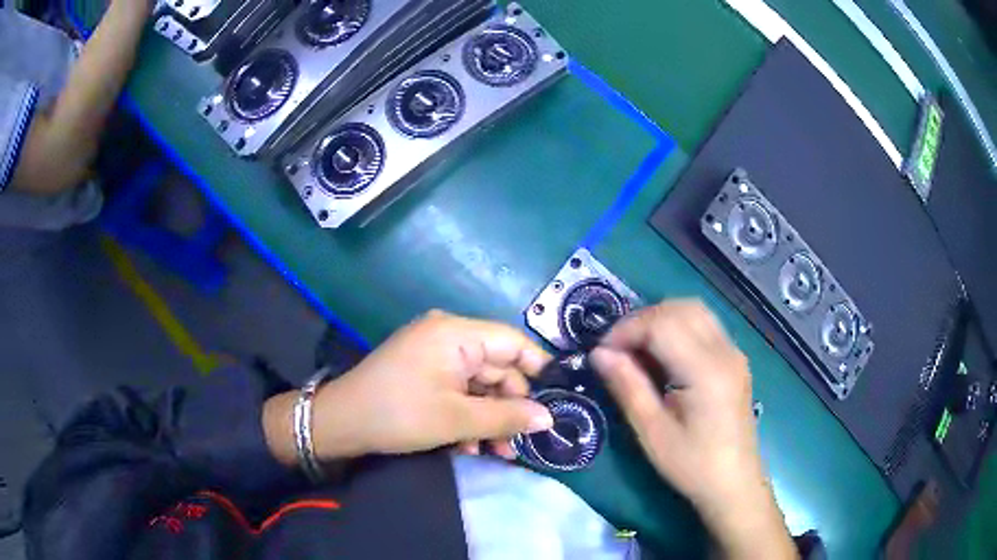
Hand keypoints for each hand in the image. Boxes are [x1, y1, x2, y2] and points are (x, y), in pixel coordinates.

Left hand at [265, 311, 553, 465]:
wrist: (340, 424)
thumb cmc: (399, 414)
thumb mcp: (456, 420)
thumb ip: (506, 417)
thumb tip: (548, 418)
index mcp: (455, 333)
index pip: (512, 342)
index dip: (538, 370)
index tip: (556, 400)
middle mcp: (447, 336)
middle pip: (496, 368)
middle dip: (509, 408)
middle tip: (519, 444)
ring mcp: (434, 354)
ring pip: (478, 385)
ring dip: (489, 418)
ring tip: (497, 454)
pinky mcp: (424, 372)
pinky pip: (458, 390)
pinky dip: (467, 416)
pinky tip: (470, 446)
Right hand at [590, 300, 795, 558]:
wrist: (734, 483)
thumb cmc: (692, 465)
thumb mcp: (652, 432)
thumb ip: (627, 386)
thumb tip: (598, 353)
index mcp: (706, 371)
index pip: (662, 324)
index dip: (626, 330)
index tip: (602, 352)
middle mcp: (725, 351)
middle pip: (680, 308)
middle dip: (642, 320)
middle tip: (616, 349)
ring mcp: (734, 352)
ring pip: (694, 310)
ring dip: (660, 319)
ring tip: (636, 349)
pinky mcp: (735, 359)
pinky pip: (704, 325)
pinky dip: (677, 327)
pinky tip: (663, 355)